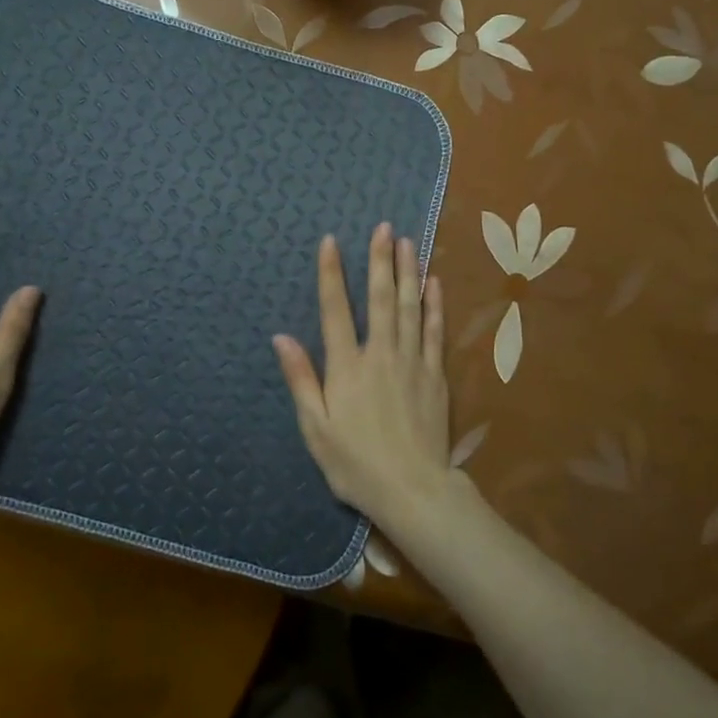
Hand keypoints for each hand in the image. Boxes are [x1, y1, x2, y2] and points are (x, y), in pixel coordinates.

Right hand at [274, 223, 451, 526]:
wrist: (413, 489)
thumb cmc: (356, 463)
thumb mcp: (315, 428)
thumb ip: (301, 379)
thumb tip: (282, 337)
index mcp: (347, 366)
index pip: (335, 309)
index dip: (331, 274)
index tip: (331, 241)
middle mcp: (380, 354)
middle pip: (379, 298)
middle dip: (380, 260)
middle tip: (383, 227)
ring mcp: (412, 361)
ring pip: (409, 306)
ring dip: (407, 272)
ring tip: (408, 242)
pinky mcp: (435, 374)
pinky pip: (434, 331)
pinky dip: (434, 304)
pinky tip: (433, 282)